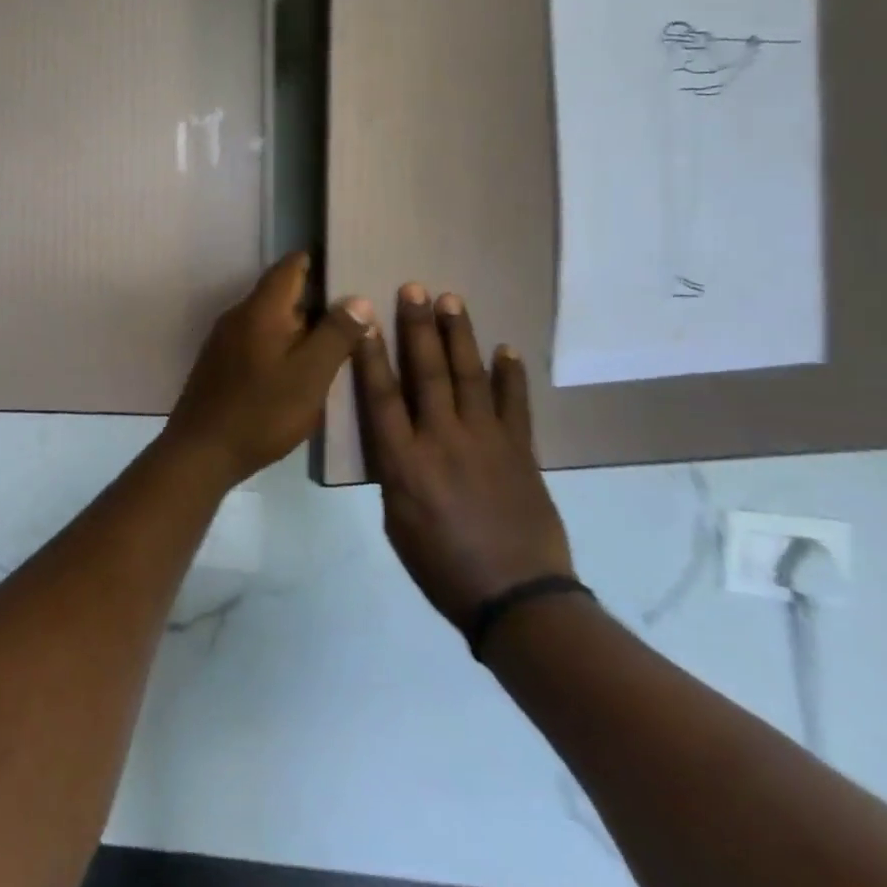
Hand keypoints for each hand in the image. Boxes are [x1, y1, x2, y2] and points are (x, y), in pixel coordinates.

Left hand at [163, 254, 373, 485]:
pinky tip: (302, 367)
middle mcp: (239, 315)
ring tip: (337, 340)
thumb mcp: (310, 375)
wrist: (201, 452)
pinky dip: (283, 344)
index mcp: (261, 309)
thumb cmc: (261, 412)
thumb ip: (335, 334)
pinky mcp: (221, 363)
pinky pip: (259, 340)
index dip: (320, 262)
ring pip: (271, 319)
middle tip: (357, 312)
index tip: (351, 268)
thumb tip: (358, 298)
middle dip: (318, 298)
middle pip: (282, 293)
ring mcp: (226, 340)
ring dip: (301, 325)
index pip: (291, 266)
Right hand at [353, 285, 574, 630]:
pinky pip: (515, 405)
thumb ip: (395, 473)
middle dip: (418, 328)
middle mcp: (443, 440)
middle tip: (414, 289)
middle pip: (427, 373)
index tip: (364, 319)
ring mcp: (486, 441)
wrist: (516, 598)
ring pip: (469, 377)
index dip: (371, 354)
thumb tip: (397, 440)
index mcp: (404, 462)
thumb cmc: (442, 567)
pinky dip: (510, 376)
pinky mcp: (521, 451)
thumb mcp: (397, 522)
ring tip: (452, 300)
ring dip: (459, 336)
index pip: (381, 396)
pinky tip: (506, 349)